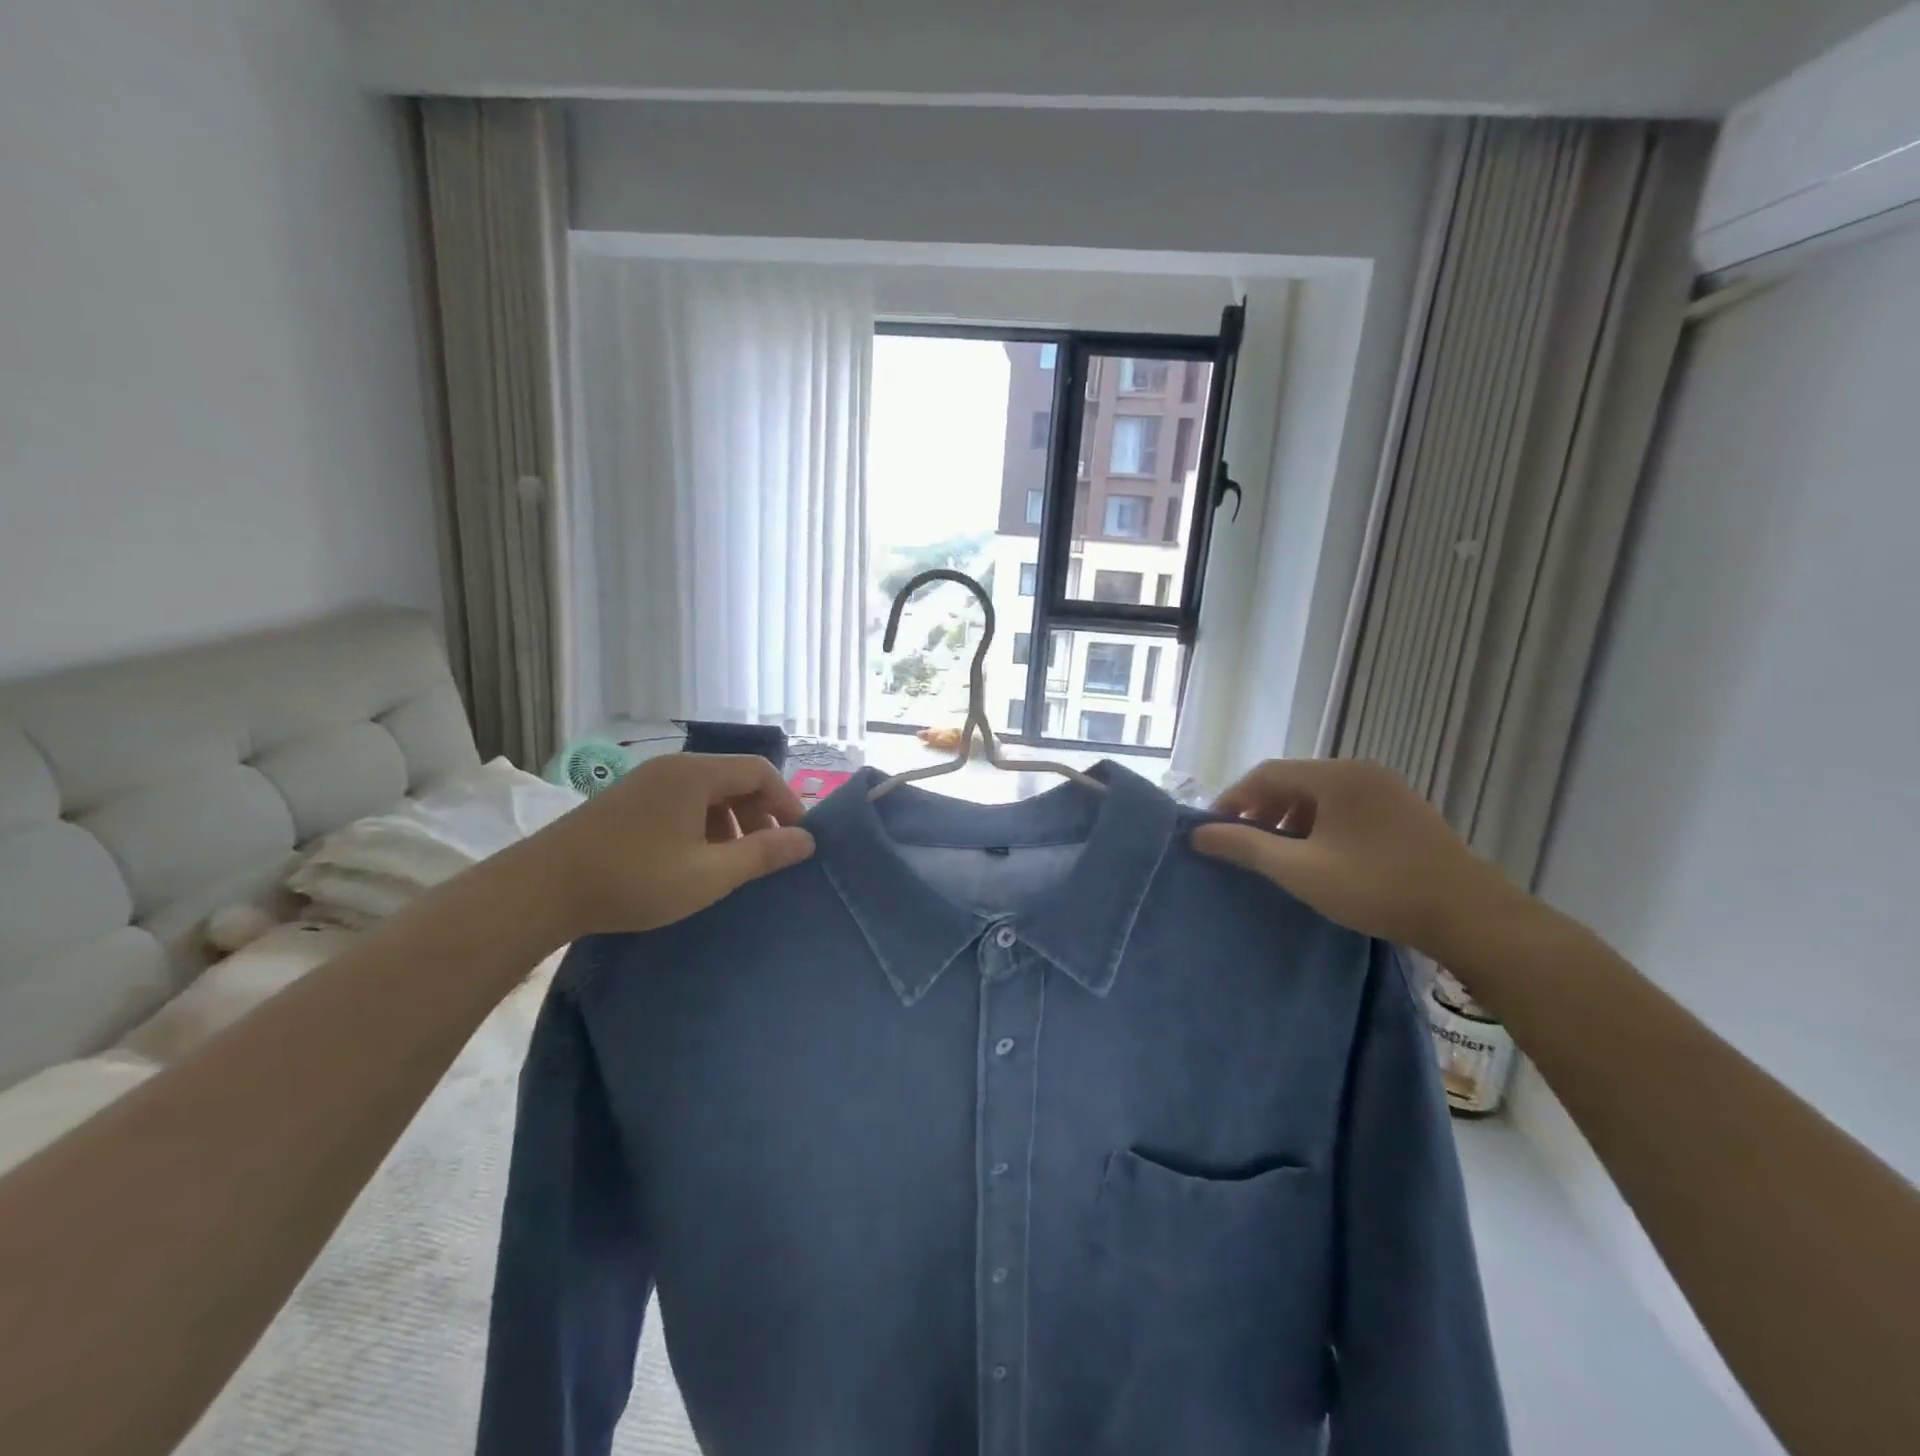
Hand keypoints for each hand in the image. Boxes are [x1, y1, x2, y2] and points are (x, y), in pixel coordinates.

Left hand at [530, 753, 814, 937]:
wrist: (540, 890)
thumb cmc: (634, 879)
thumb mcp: (708, 874)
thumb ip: (762, 855)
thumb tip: (806, 841)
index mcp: (695, 774)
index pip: (759, 771)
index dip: (786, 802)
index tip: (797, 839)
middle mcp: (672, 768)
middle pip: (733, 779)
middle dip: (759, 814)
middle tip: (766, 854)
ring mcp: (645, 784)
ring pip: (707, 794)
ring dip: (730, 823)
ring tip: (731, 863)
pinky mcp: (625, 803)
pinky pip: (681, 804)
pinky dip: (701, 827)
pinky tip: (693, 862)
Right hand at [1190, 759, 1517, 958]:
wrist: (1470, 917)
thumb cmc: (1376, 887)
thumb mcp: (1300, 870)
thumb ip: (1245, 847)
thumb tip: (1198, 834)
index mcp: (1336, 776)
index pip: (1267, 774)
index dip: (1233, 799)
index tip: (1214, 830)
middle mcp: (1362, 772)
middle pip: (1294, 781)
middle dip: (1261, 810)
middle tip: (1244, 844)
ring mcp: (1388, 791)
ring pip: (1320, 796)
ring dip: (1289, 819)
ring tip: (1279, 855)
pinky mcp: (1405, 813)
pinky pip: (1346, 808)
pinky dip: (1319, 826)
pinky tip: (1319, 857)